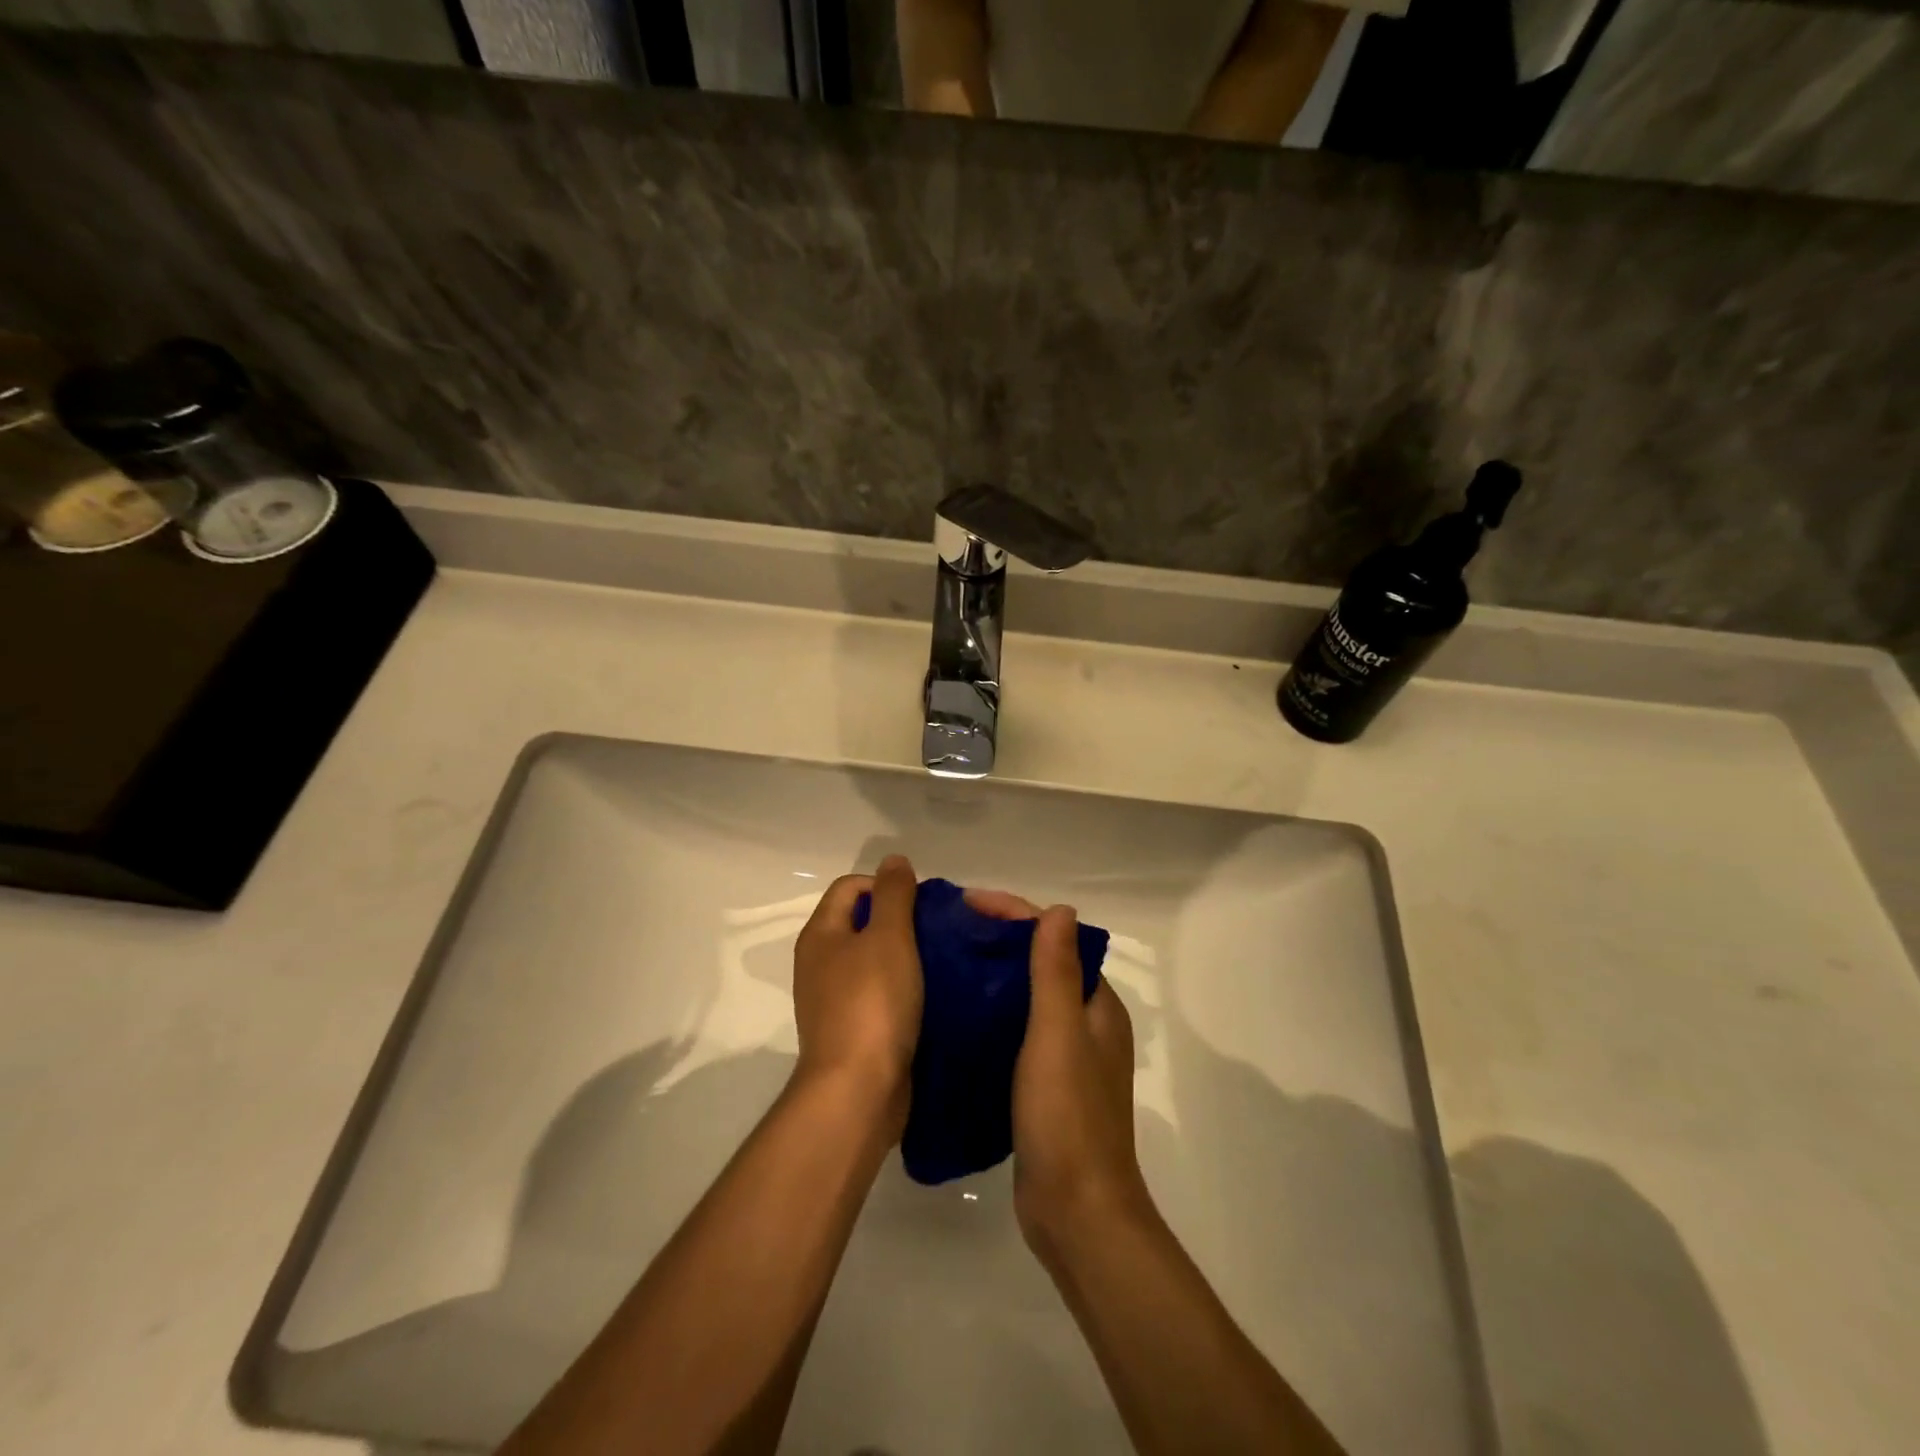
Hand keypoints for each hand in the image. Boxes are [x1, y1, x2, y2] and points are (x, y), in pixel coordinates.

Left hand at [791, 855, 923, 1136]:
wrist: (858, 1092)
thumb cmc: (872, 1004)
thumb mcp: (888, 937)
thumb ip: (893, 894)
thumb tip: (894, 860)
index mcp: (821, 934)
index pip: (851, 886)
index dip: (886, 885)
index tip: (922, 905)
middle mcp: (819, 963)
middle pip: (861, 922)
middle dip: (899, 920)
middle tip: (936, 932)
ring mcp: (832, 999)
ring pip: (872, 960)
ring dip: (904, 956)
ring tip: (939, 961)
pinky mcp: (851, 1030)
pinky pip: (878, 994)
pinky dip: (902, 988)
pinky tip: (929, 996)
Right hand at [968, 890, 1148, 1257]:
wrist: (1076, 1212)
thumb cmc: (1068, 1116)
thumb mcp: (1058, 1034)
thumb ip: (1057, 972)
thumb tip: (1059, 910)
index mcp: (1096, 1005)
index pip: (1055, 939)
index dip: (1014, 914)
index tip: (966, 905)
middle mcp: (1086, 1024)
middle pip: (1040, 963)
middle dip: (999, 941)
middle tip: (947, 934)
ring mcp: (1066, 1057)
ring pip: (1026, 998)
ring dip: (993, 977)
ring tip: (944, 967)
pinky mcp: (1044, 1085)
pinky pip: (1015, 1032)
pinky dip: (990, 1015)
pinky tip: (955, 1018)